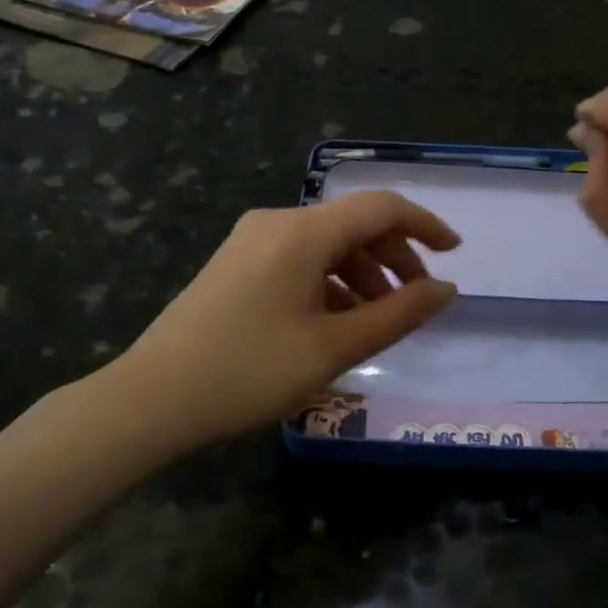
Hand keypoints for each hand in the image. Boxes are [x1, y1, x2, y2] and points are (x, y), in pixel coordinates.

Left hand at [91, 192, 460, 451]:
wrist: (151, 400)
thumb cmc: (250, 372)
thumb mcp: (335, 347)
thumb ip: (399, 314)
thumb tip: (447, 291)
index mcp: (302, 232)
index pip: (381, 208)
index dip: (425, 225)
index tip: (456, 252)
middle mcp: (276, 222)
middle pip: (353, 225)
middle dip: (395, 258)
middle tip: (417, 301)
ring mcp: (251, 242)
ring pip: (326, 245)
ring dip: (363, 274)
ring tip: (378, 321)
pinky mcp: (236, 264)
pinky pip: (299, 260)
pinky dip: (330, 283)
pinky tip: (336, 323)